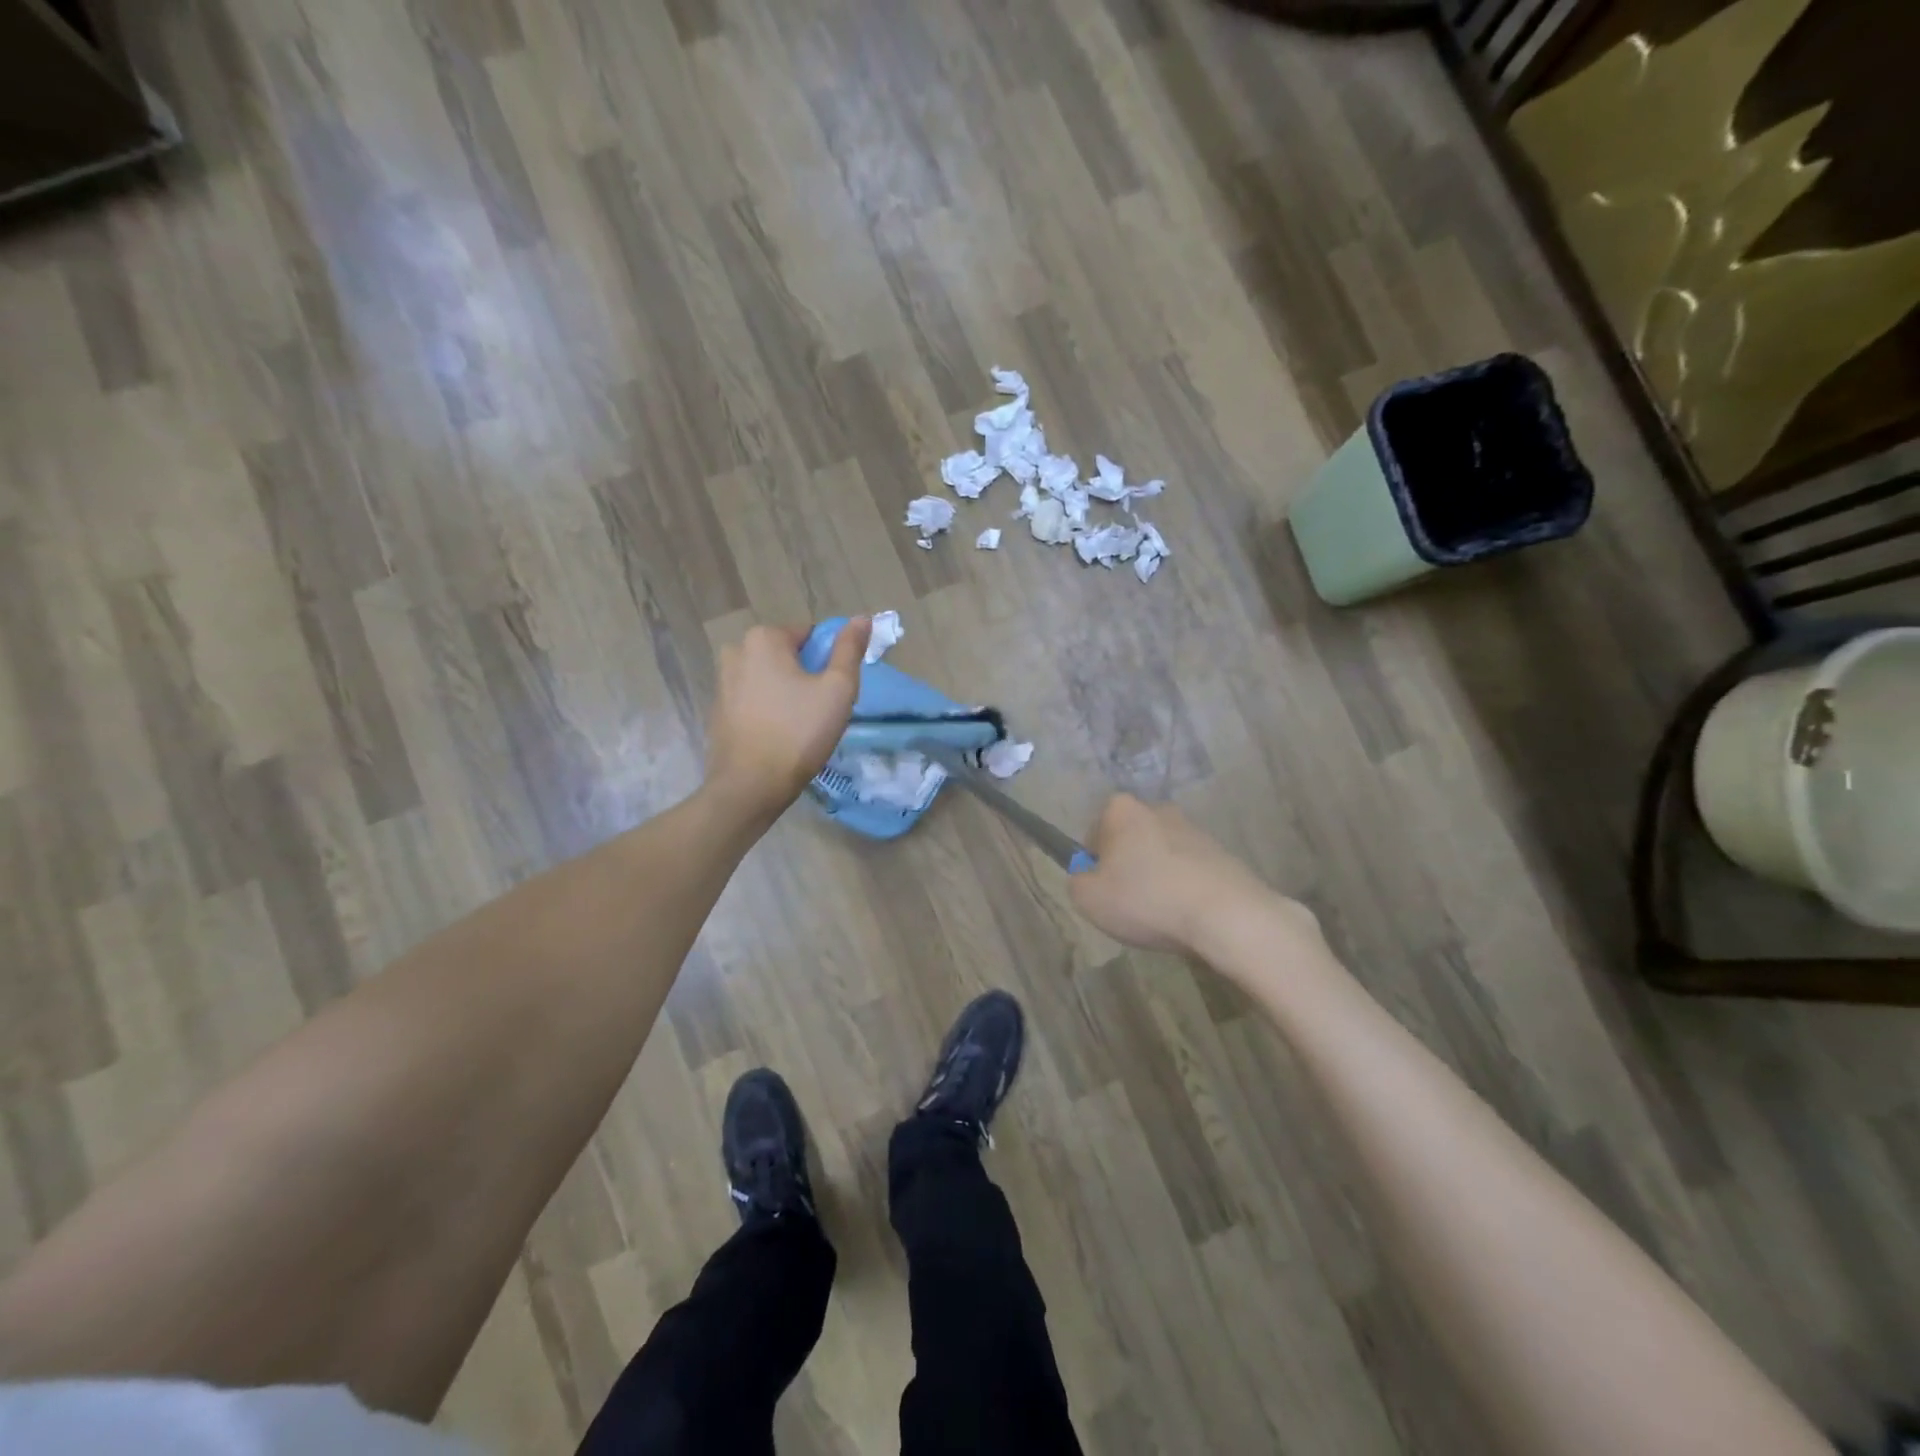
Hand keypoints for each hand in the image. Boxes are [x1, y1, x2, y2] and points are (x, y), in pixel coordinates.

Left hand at [705, 618, 870, 816]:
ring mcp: (722, 682)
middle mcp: (736, 651)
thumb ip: (850, 649)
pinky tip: (780, 736)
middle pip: (788, 656)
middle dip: (807, 676)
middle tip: (821, 711)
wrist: (750, 786)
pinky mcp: (717, 710)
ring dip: (788, 693)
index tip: (834, 692)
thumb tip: (862, 618)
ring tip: (802, 727)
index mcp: (764, 638)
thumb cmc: (799, 732)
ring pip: (770, 678)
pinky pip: (754, 699)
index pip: (811, 635)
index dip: (829, 661)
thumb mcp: (838, 689)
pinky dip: (769, 710)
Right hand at [1070, 795, 1304, 954]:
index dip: (1093, 864)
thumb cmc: (1146, 899)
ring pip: (1162, 856)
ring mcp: (1195, 830)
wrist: (1226, 915)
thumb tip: (1088, 877)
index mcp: (1122, 809)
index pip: (1094, 832)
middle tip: (1129, 904)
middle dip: (1127, 867)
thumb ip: (1077, 881)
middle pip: (1131, 841)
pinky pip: (1190, 871)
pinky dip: (1184, 889)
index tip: (1102, 890)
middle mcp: (1159, 809)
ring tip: (1162, 915)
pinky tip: (1187, 916)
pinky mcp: (1223, 853)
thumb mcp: (1088, 897)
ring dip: (1157, 878)